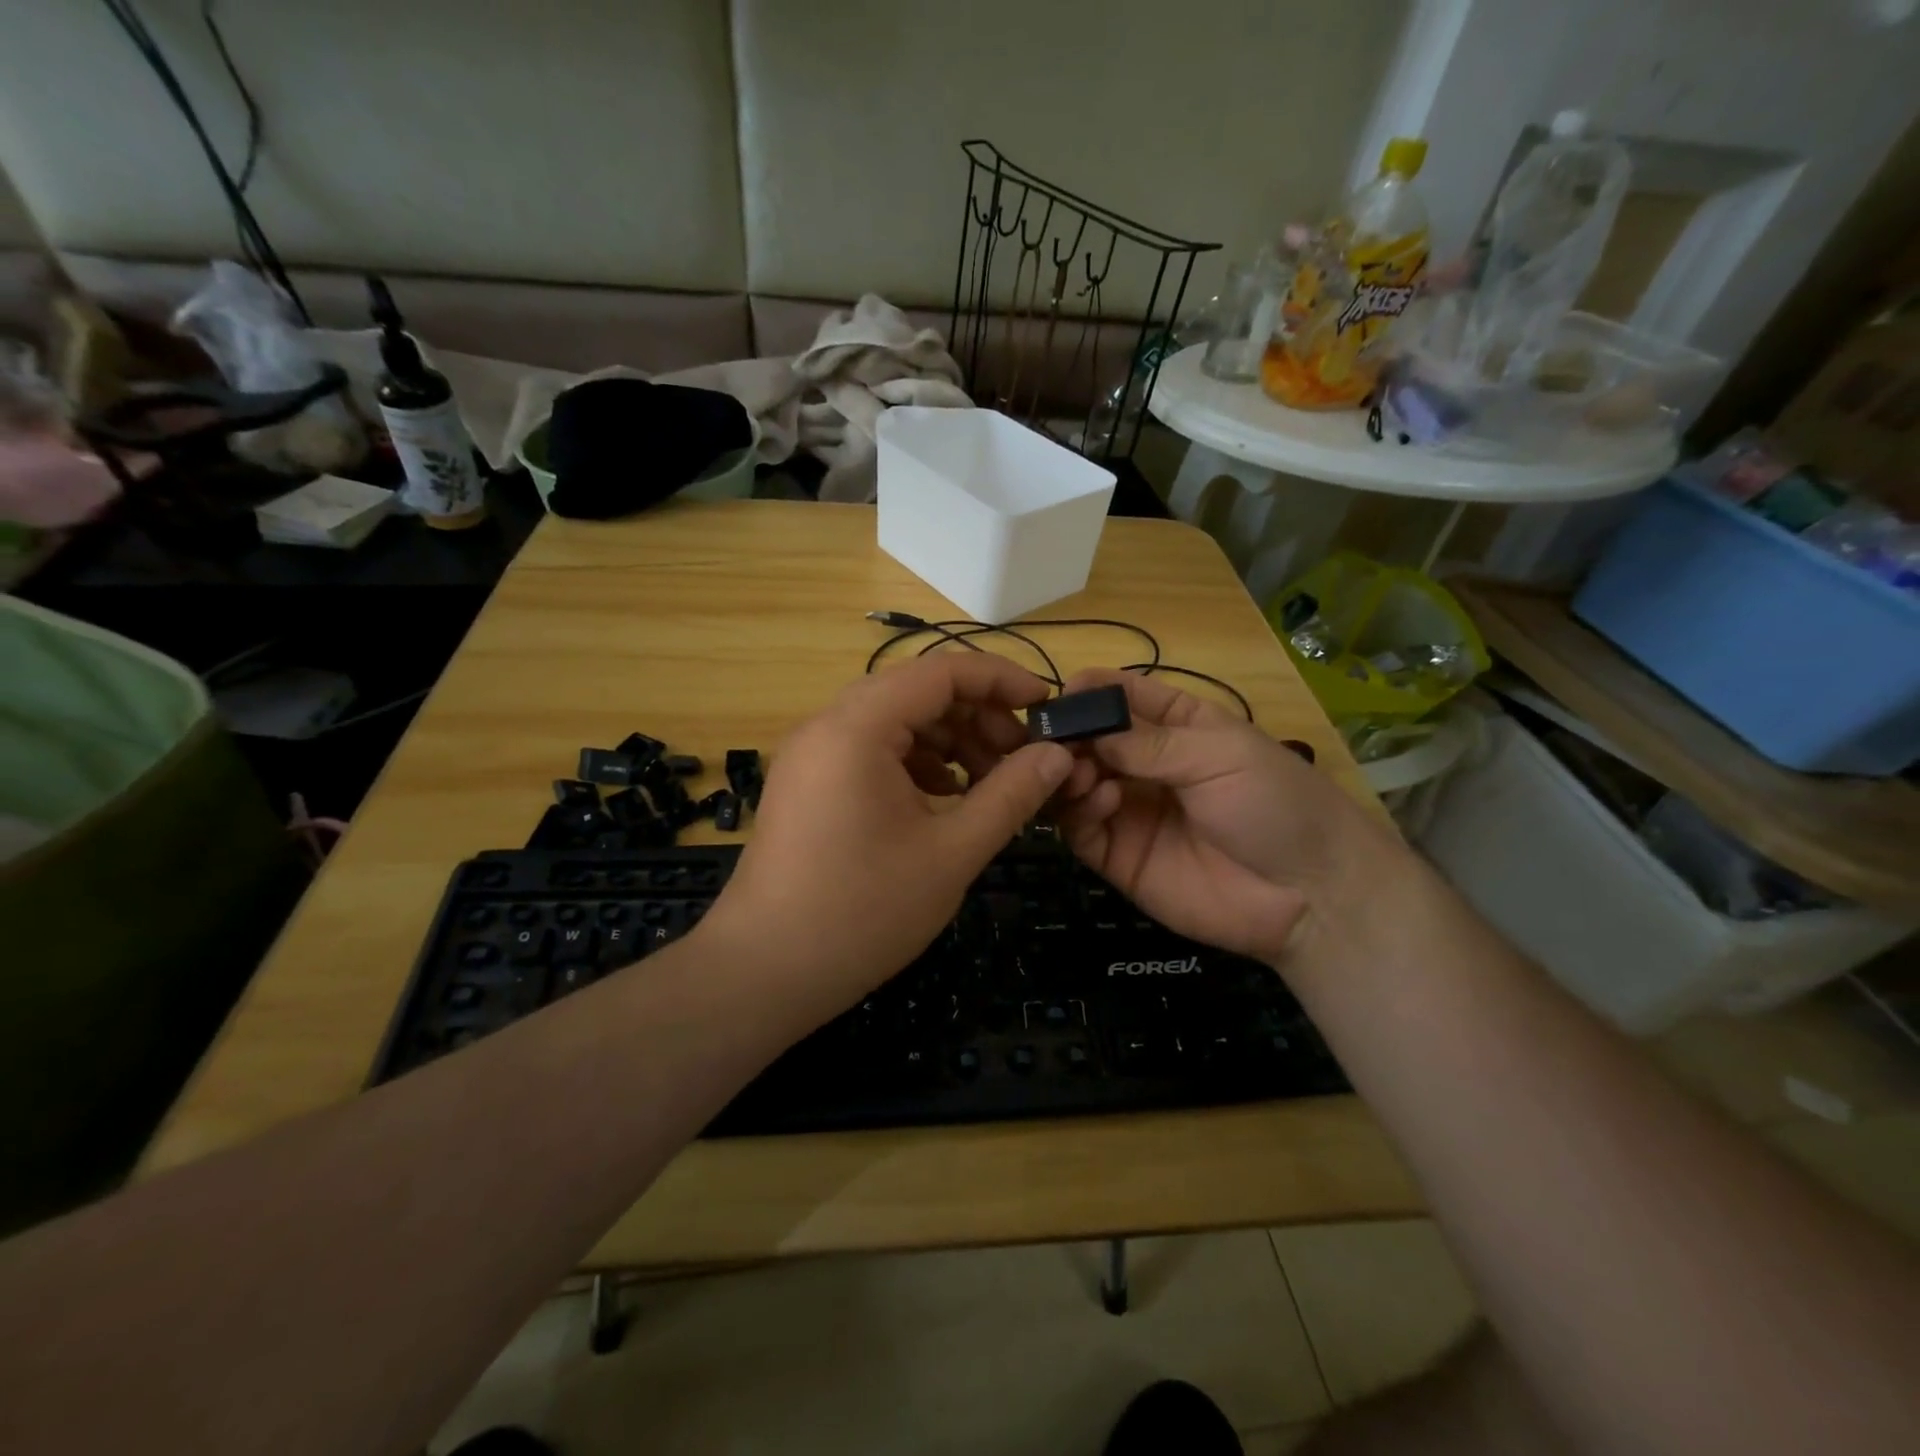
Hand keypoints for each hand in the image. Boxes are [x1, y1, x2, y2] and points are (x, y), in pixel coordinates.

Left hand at [699, 653, 1073, 1026]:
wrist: (764, 971)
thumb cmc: (862, 911)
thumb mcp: (952, 852)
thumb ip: (1011, 795)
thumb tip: (1058, 755)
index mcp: (857, 727)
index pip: (941, 671)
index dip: (1001, 680)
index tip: (1047, 706)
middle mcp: (828, 725)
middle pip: (917, 692)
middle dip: (977, 715)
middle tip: (1022, 756)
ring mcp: (812, 754)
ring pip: (895, 721)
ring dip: (948, 740)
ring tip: (991, 781)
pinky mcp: (808, 782)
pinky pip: (872, 750)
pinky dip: (916, 763)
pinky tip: (946, 799)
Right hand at [1053, 669, 1404, 964]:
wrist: (1309, 894)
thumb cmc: (1273, 803)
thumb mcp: (1219, 755)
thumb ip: (1149, 744)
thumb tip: (1088, 733)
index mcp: (1179, 728)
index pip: (1127, 699)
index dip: (1094, 690)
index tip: (1064, 690)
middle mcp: (1147, 767)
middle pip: (1092, 742)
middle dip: (1072, 736)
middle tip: (1057, 740)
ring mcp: (1130, 812)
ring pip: (1078, 784)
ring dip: (1070, 773)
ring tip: (1081, 773)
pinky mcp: (1120, 857)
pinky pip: (1082, 829)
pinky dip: (1079, 811)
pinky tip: (1102, 802)